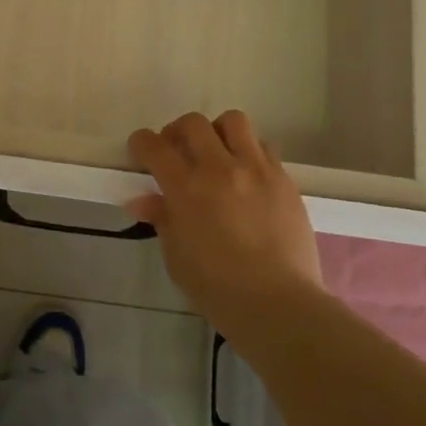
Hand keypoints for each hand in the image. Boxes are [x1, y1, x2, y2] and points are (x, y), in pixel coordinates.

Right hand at [127, 110, 322, 321]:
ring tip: (217, 154)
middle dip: (177, 131)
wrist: (278, 304)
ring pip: (233, 121)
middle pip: (192, 123)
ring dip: (218, 132)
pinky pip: (264, 147)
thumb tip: (142, 200)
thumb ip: (162, 219)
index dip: (141, 143)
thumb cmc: (217, 288)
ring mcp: (255, 169)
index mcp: (186, 188)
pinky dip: (249, 152)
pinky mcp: (284, 179)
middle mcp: (219, 168)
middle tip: (178, 151)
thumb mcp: (176, 256)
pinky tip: (247, 176)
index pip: (153, 146)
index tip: (141, 150)